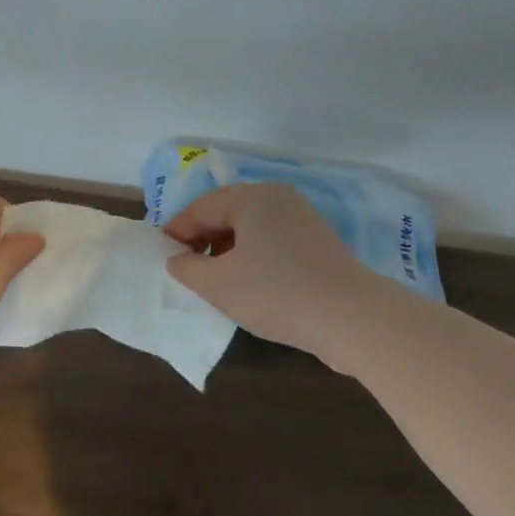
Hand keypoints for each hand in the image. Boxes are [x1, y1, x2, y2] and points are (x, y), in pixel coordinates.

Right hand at [165, 184, 375, 355]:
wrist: (352, 318)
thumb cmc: (275, 292)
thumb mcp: (217, 284)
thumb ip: (188, 268)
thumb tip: (178, 260)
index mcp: (252, 197)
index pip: (201, 207)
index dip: (177, 230)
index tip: (162, 254)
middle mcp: (278, 199)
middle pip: (227, 213)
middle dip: (203, 239)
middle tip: (186, 267)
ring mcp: (303, 220)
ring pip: (251, 229)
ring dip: (227, 250)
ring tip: (215, 280)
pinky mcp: (319, 244)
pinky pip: (273, 242)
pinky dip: (253, 257)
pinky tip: (248, 284)